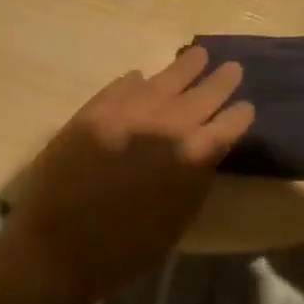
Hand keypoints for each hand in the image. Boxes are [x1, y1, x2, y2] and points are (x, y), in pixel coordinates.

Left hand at [5, 46, 254, 303]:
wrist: (57, 248)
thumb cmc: (125, 249)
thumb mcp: (177, 221)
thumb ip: (193, 179)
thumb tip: (201, 151)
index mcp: (191, 157)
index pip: (227, 126)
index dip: (239, 115)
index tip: (245, 107)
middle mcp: (164, 126)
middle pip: (201, 95)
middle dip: (220, 82)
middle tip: (232, 68)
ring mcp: (127, 113)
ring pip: (164, 80)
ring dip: (184, 68)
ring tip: (197, 55)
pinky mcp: (94, 111)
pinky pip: (122, 86)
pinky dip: (136, 82)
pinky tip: (142, 78)